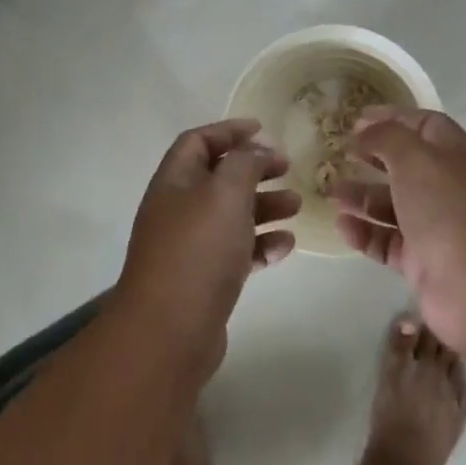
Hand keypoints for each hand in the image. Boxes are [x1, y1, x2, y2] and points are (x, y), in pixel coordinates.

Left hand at [116, 118, 300, 379]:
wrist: (168, 334)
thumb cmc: (198, 250)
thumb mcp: (226, 193)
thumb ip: (245, 163)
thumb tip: (258, 148)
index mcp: (174, 181)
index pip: (199, 141)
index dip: (229, 131)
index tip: (264, 130)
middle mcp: (178, 209)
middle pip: (218, 177)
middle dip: (254, 169)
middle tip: (287, 168)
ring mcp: (190, 248)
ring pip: (231, 215)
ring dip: (264, 206)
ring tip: (297, 206)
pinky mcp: (204, 282)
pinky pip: (236, 253)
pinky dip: (261, 245)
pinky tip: (286, 247)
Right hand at [334, 108, 465, 355]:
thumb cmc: (450, 211)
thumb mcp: (415, 159)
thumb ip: (386, 137)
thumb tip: (365, 130)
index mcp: (456, 154)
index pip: (424, 124)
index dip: (392, 117)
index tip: (357, 118)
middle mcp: (449, 187)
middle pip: (407, 164)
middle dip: (374, 157)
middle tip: (340, 153)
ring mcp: (437, 226)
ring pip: (394, 204)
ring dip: (362, 196)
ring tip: (332, 193)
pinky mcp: (424, 262)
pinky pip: (388, 241)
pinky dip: (365, 232)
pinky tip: (342, 226)